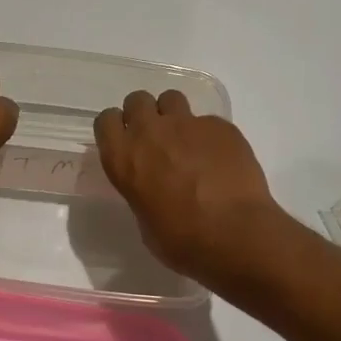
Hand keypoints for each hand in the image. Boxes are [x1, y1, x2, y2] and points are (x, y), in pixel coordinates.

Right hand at [93, 90, 287, 286]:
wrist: (235, 234)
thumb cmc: (182, 241)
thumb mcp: (145, 221)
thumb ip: (142, 192)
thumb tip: (154, 189)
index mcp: (123, 158)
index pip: (106, 120)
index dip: (116, 128)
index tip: (125, 141)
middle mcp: (150, 132)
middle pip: (137, 100)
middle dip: (144, 114)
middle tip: (156, 139)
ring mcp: (187, 124)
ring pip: (171, 99)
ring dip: (174, 116)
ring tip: (187, 141)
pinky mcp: (220, 126)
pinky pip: (208, 122)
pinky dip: (209, 136)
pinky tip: (220, 159)